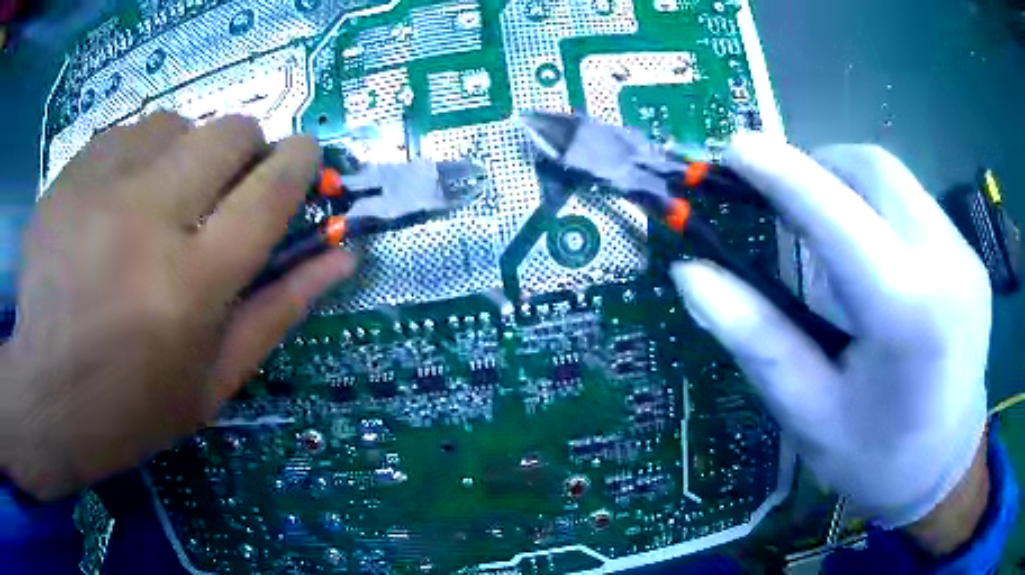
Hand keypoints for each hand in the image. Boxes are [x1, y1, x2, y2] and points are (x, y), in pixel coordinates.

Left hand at [1, 113, 355, 499]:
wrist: (46, 396)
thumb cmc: (132, 407)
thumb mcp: (214, 382)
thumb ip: (279, 311)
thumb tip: (343, 256)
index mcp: (193, 285)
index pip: (270, 191)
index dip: (300, 161)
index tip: (306, 154)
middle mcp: (150, 220)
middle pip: (228, 133)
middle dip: (245, 147)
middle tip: (227, 183)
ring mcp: (101, 190)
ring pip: (175, 123)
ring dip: (185, 151)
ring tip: (162, 196)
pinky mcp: (69, 177)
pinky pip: (124, 134)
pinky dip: (137, 155)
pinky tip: (118, 198)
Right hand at [670, 135, 990, 535]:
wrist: (945, 472)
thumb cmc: (876, 459)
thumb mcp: (809, 413)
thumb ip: (758, 338)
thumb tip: (693, 275)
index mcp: (907, 316)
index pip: (839, 217)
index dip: (784, 173)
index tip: (736, 147)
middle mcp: (947, 267)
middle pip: (875, 170)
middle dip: (820, 166)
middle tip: (785, 197)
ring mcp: (966, 258)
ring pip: (898, 180)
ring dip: (852, 186)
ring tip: (829, 232)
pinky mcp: (972, 260)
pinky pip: (918, 206)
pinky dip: (881, 210)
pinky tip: (875, 258)